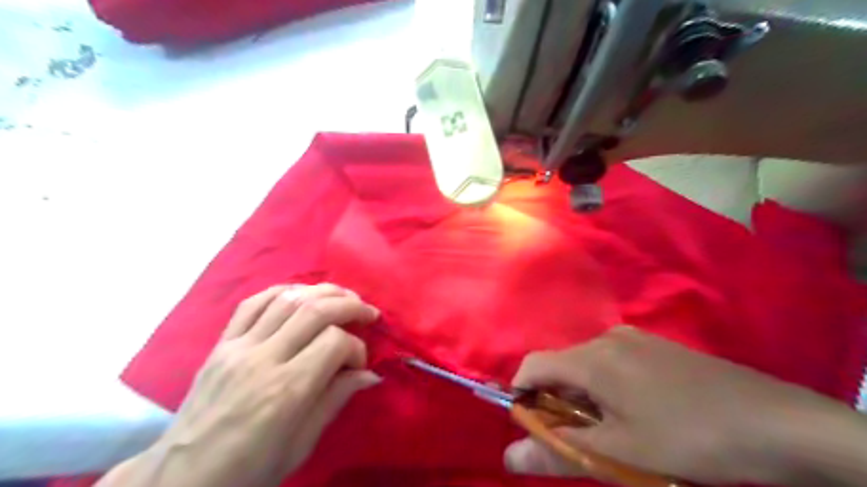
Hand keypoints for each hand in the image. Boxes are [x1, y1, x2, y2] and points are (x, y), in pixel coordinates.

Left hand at [98, 284, 380, 486]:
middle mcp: (263, 359)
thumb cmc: (249, 470)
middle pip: (315, 310)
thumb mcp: (301, 445)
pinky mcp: (221, 343)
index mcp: (286, 391)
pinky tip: (301, 293)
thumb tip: (371, 373)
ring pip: (287, 298)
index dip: (356, 348)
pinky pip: (252, 302)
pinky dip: (282, 290)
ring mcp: (238, 347)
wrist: (181, 479)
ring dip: (322, 292)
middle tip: (367, 312)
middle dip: (350, 305)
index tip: (359, 364)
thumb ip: (336, 399)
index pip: (334, 342)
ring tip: (343, 297)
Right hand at [505, 326, 855, 484]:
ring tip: (610, 432)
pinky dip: (606, 387)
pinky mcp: (655, 346)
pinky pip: (612, 362)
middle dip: (557, 402)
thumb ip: (558, 452)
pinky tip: (636, 413)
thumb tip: (509, 457)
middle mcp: (607, 338)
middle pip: (561, 366)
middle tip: (578, 440)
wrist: (778, 423)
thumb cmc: (689, 439)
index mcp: (592, 358)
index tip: (531, 427)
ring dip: (583, 397)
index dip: (521, 394)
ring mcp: (634, 339)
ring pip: (587, 365)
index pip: (533, 365)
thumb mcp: (620, 454)